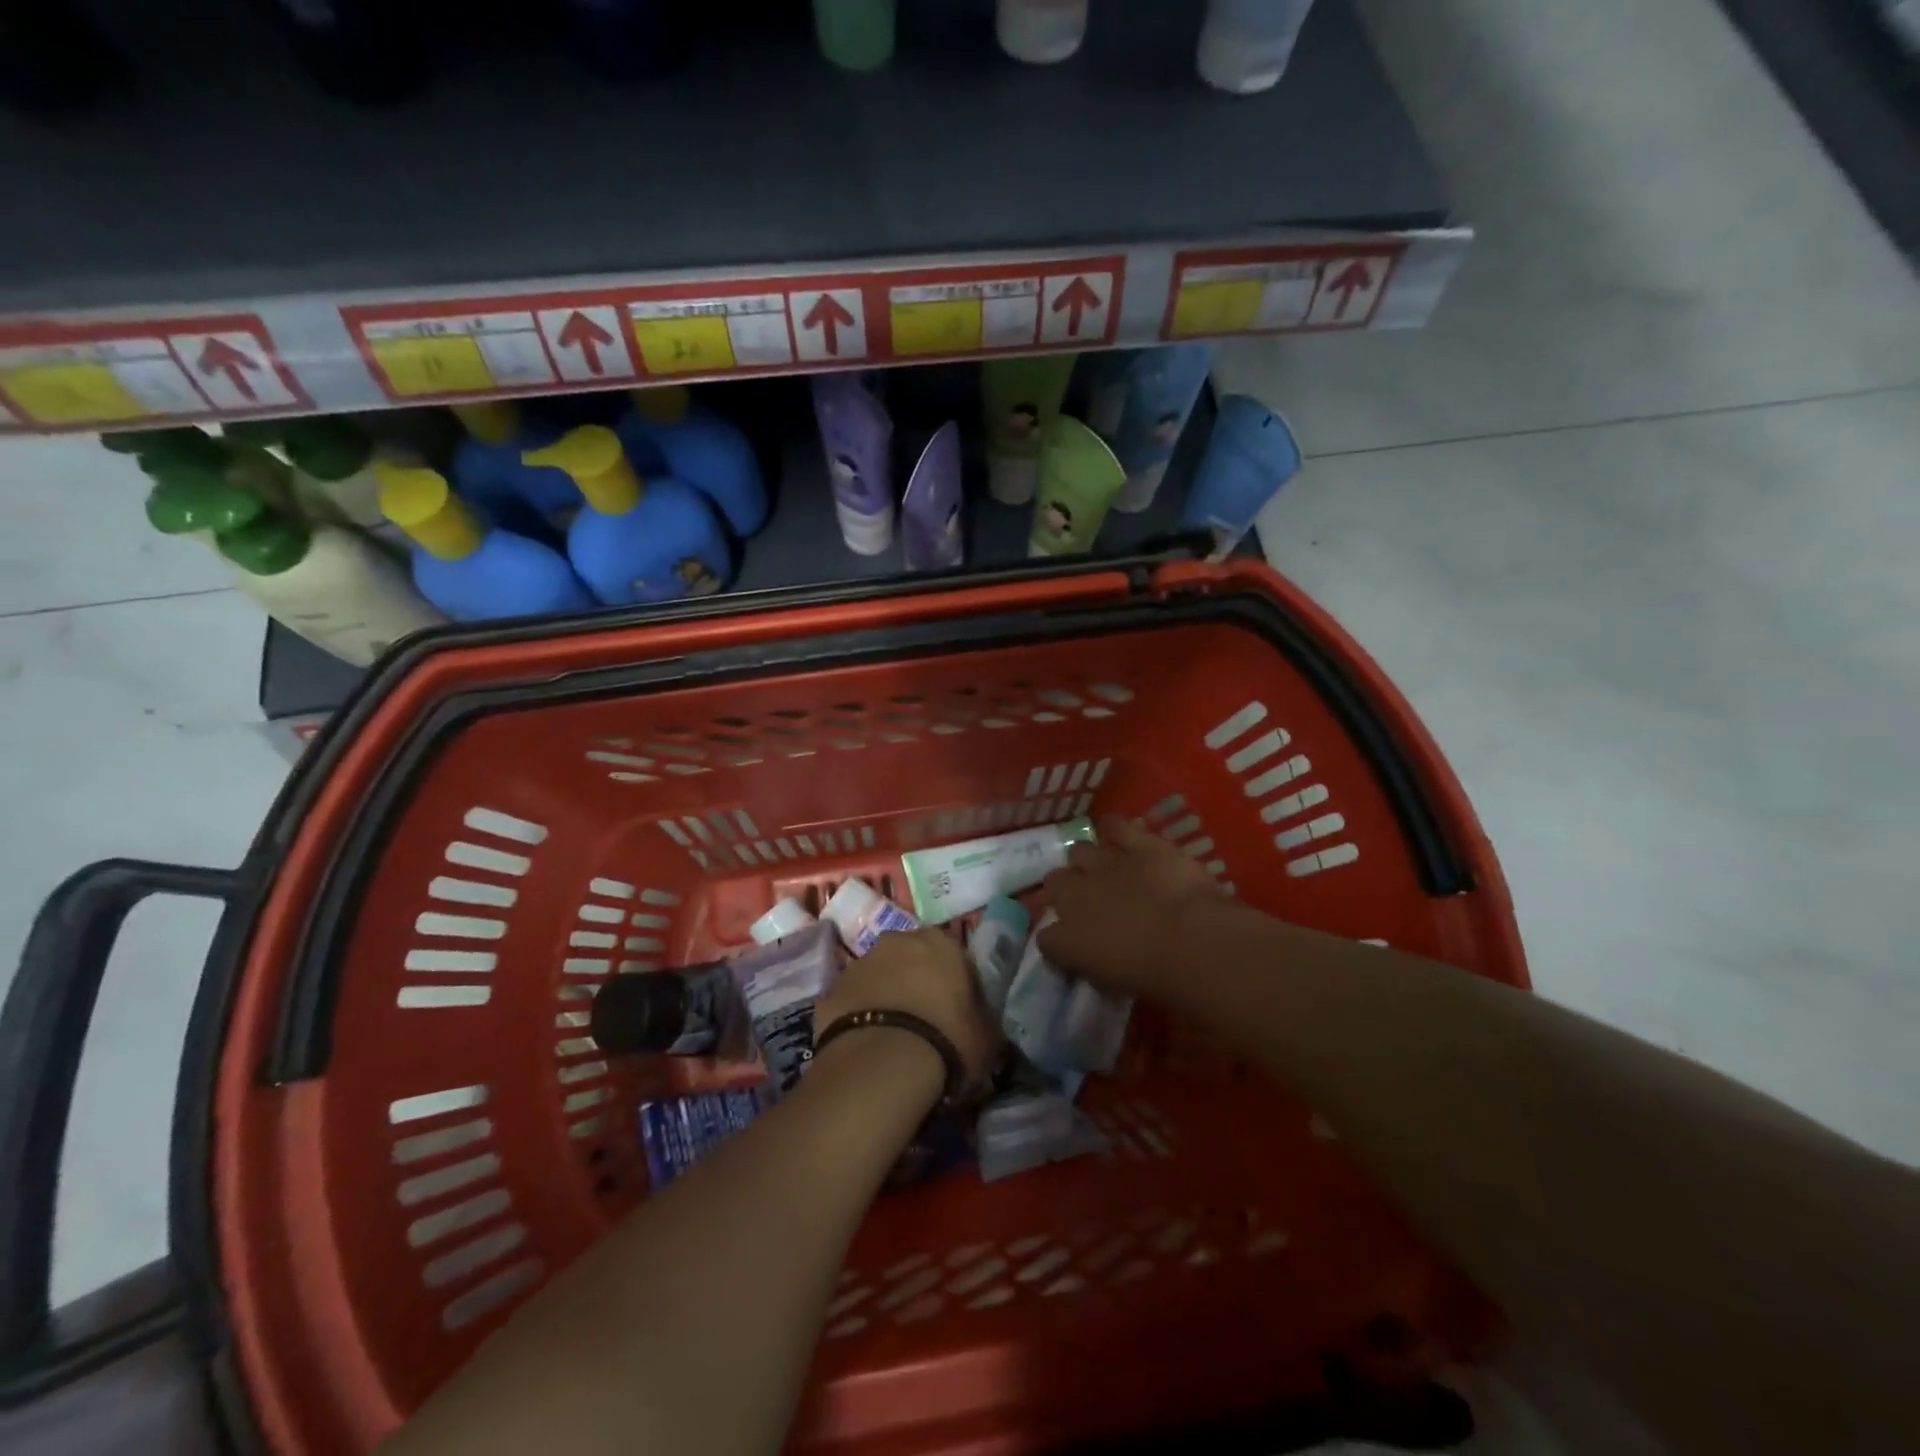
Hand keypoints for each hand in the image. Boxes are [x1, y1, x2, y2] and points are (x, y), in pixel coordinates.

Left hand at [813, 929, 1000, 1091]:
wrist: (881, 1063)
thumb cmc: (947, 1041)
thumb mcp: (987, 1036)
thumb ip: (983, 1020)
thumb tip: (982, 1023)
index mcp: (943, 943)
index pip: (954, 954)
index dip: (956, 982)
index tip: (958, 1009)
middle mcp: (899, 941)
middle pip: (912, 957)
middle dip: (917, 980)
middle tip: (925, 1019)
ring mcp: (860, 962)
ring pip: (879, 975)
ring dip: (886, 995)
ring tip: (893, 1036)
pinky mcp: (832, 989)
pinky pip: (852, 1000)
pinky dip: (859, 1015)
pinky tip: (867, 1045)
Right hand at [1039, 817, 1227, 997]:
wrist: (1191, 942)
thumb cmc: (1154, 977)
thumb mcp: (1113, 983)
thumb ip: (1094, 963)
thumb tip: (1092, 956)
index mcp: (1066, 939)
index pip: (1045, 937)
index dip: (1058, 938)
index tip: (1072, 944)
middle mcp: (1075, 896)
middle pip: (1054, 883)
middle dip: (1066, 890)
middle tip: (1089, 903)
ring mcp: (1105, 864)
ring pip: (1079, 852)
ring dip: (1088, 862)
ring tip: (1104, 870)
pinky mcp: (1138, 845)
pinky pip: (1117, 826)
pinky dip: (1115, 828)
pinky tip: (1117, 831)